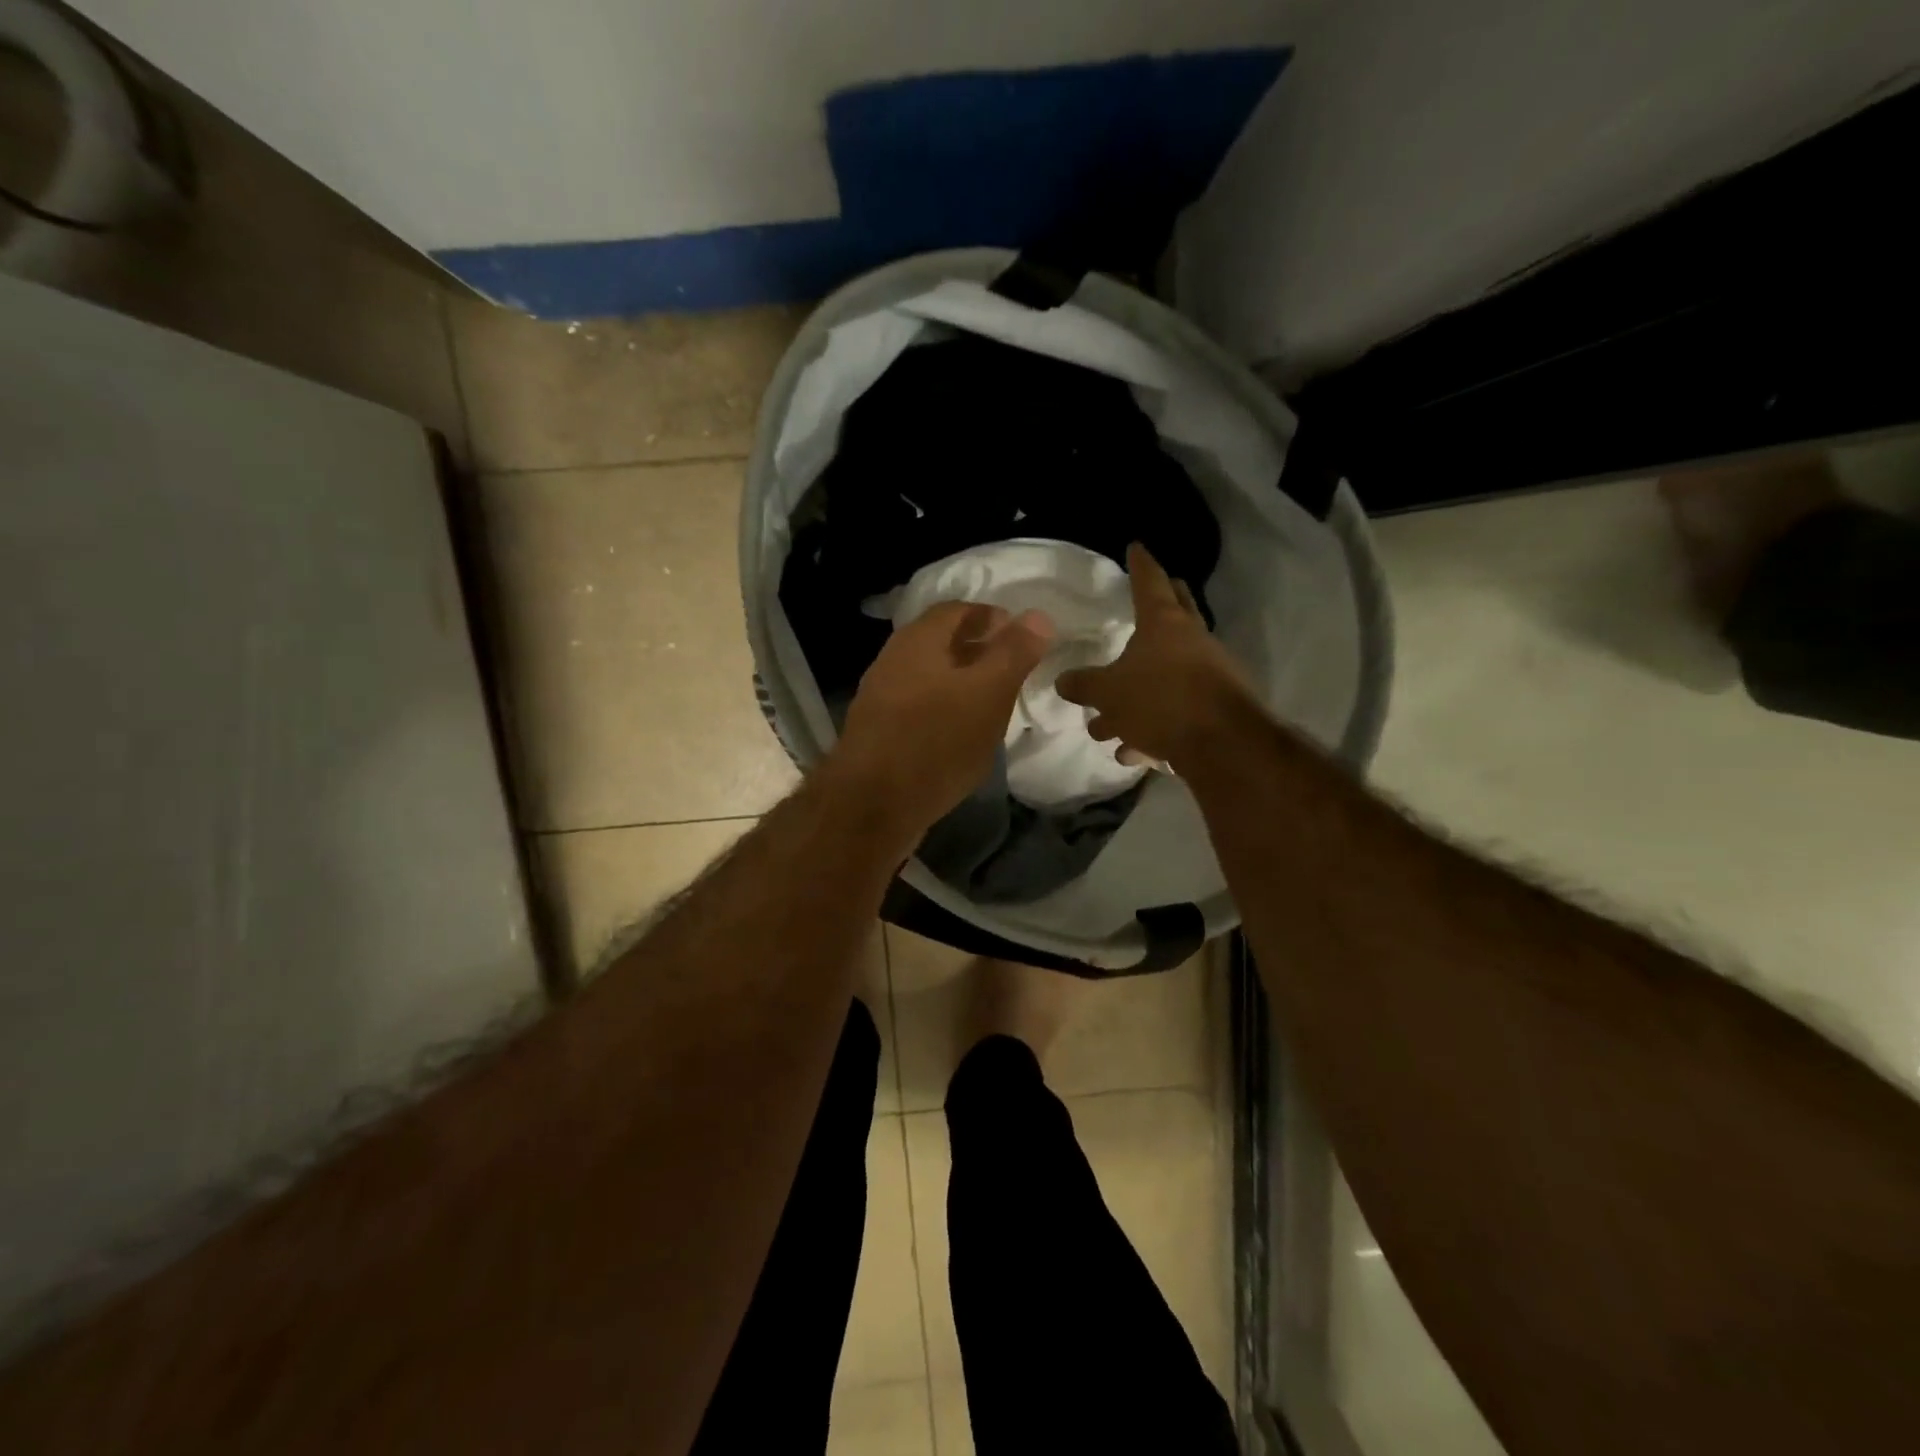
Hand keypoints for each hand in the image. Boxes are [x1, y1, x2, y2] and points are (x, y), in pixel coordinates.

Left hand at [828, 601, 1053, 839]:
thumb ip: (1013, 653)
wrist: (871, 806)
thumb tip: (1037, 616)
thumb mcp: (988, 693)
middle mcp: (894, 660)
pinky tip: (962, 735)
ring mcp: (882, 698)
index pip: (958, 610)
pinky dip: (945, 710)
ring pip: (930, 677)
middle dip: (978, 649)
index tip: (1022, 636)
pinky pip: (919, 708)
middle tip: (1013, 669)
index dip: (992, 617)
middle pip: (941, 642)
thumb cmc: (936, 741)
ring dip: (962, 683)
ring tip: (994, 703)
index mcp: (918, 640)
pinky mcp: (879, 733)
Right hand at [1056, 543, 1255, 768]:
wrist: (1222, 744)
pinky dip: (1153, 728)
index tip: (1136, 547)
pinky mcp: (1214, 708)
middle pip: (1175, 613)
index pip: (1149, 582)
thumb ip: (1084, 685)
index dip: (1140, 564)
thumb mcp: (1108, 693)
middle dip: (1162, 603)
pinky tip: (1133, 753)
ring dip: (1140, 692)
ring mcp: (1208, 674)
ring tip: (1108, 722)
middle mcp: (1191, 641)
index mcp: (1164, 624)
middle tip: (1156, 591)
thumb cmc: (1161, 701)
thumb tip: (1062, 681)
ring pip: (1168, 674)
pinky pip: (1176, 711)